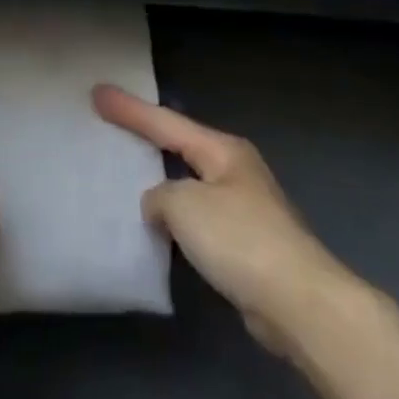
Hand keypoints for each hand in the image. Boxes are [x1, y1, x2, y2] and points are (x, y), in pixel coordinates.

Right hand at [93, 84, 359, 355]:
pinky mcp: (246, 247)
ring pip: (189, 185)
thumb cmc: (240, 239)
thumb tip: (161, 207)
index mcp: (223, 151)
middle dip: (147, 137)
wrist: (301, 306)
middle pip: (180, 146)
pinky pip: (197, 221)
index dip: (129, 109)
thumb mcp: (184, 205)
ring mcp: (244, 209)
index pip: (165, 122)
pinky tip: (156, 226)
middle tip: (110, 124)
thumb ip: (159, 196)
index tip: (97, 92)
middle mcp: (235, 172)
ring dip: (160, 183)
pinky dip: (175, 219)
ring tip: (126, 176)